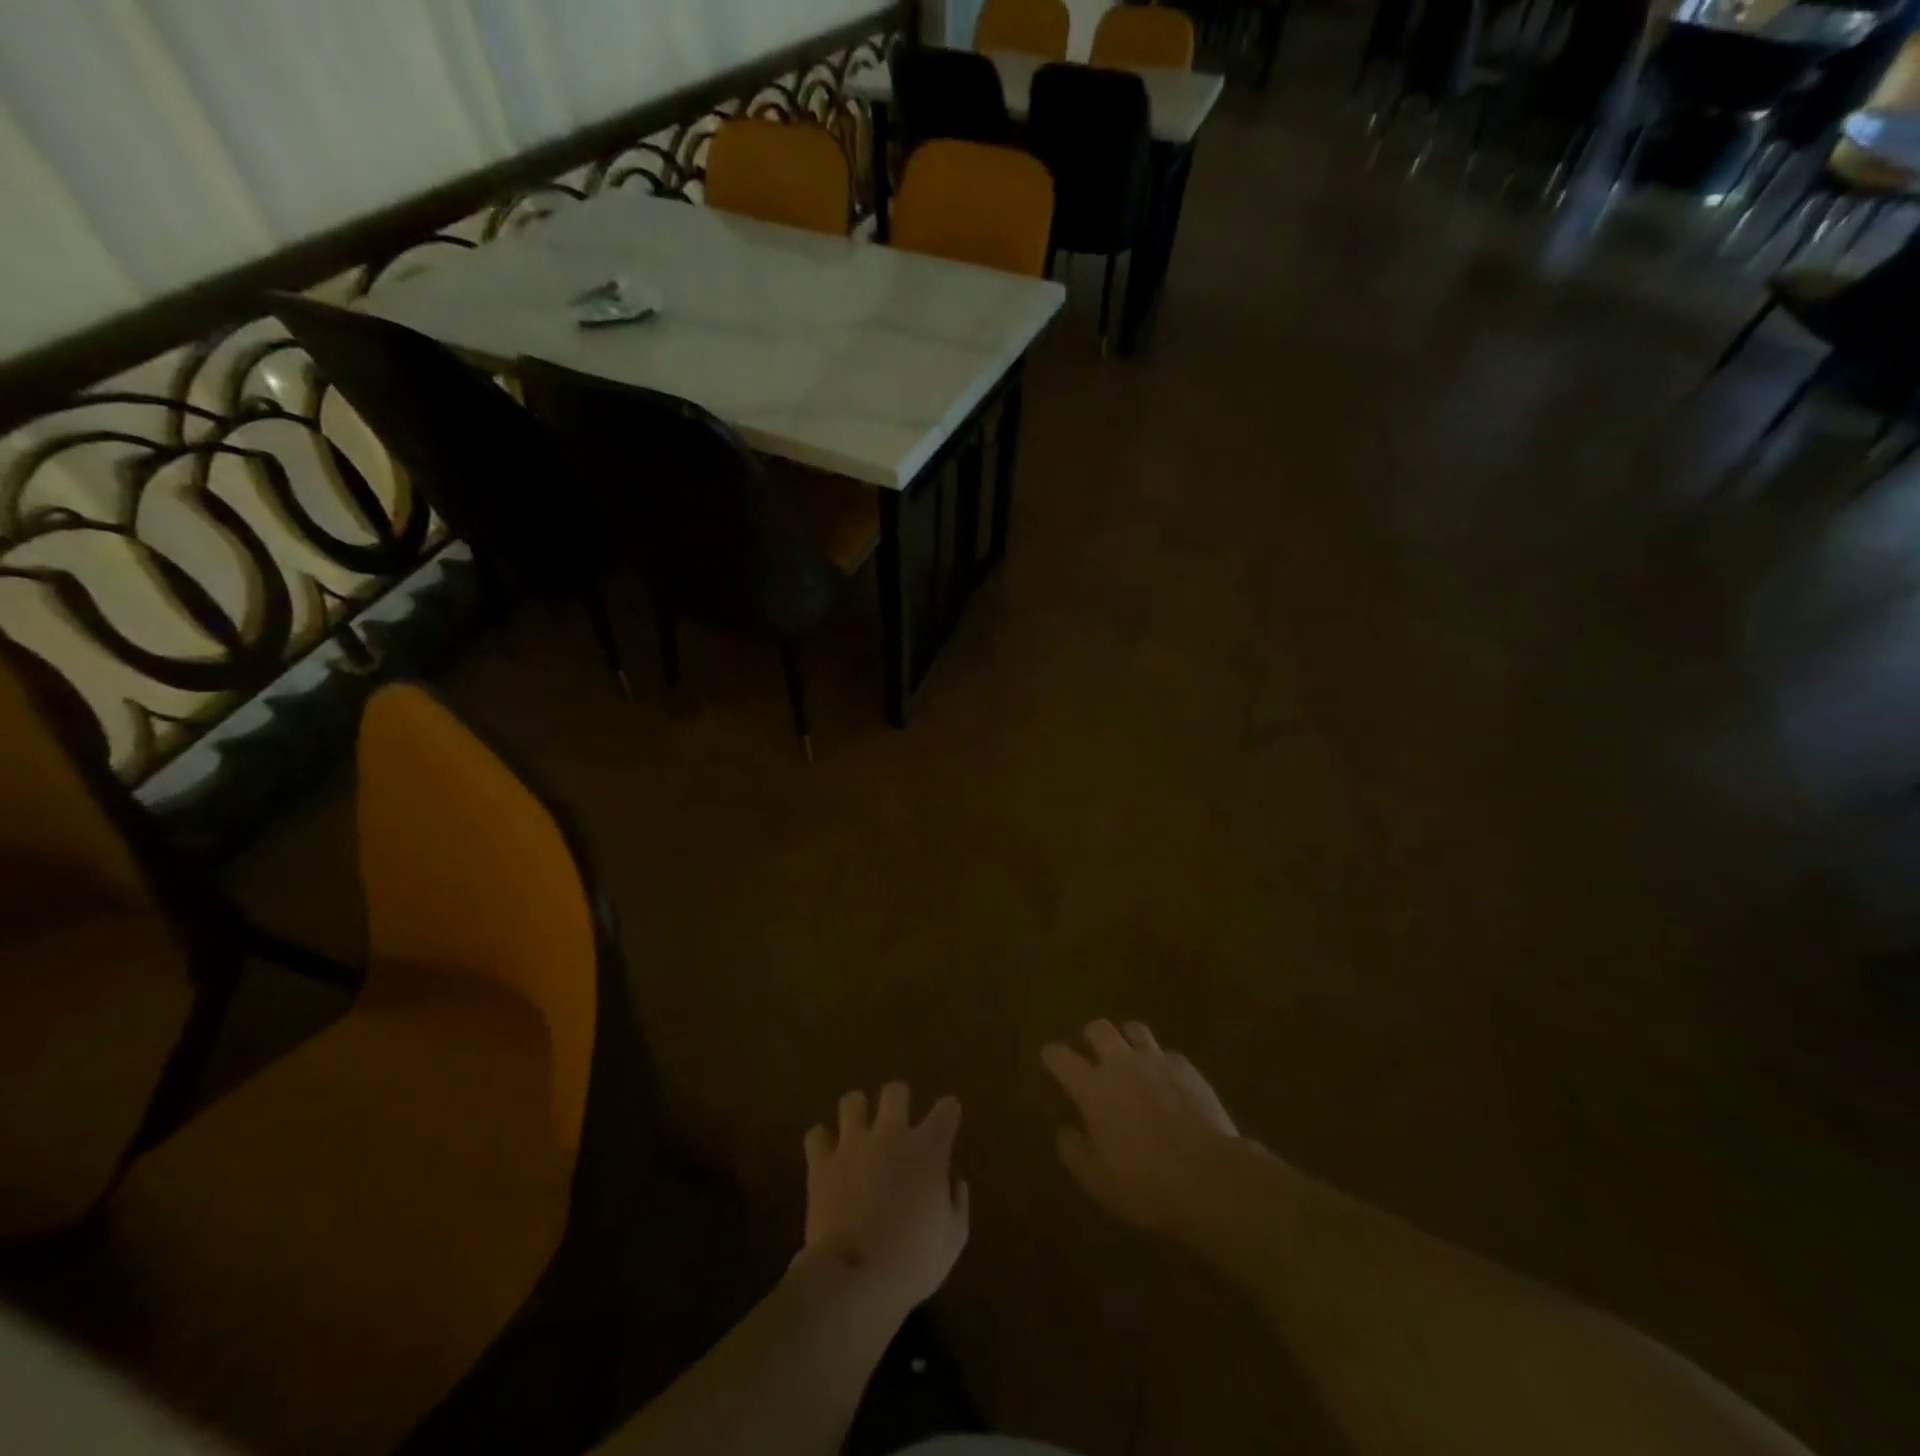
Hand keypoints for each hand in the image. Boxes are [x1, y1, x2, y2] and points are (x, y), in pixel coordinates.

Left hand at [801, 1083, 968, 1312]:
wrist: (856, 1278)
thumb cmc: (913, 1263)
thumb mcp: (953, 1240)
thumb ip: (957, 1203)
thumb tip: (953, 1181)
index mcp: (928, 1149)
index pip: (947, 1109)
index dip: (949, 1113)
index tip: (946, 1124)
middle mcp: (892, 1134)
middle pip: (895, 1091)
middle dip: (897, 1102)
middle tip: (896, 1126)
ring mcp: (853, 1144)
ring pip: (852, 1101)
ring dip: (857, 1115)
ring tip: (858, 1134)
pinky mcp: (822, 1162)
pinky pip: (816, 1135)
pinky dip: (822, 1143)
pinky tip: (828, 1157)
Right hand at [1042, 1020, 1254, 1247]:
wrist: (1210, 1177)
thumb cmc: (1145, 1184)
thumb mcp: (1097, 1181)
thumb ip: (1074, 1151)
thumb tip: (1065, 1131)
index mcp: (1093, 1088)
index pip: (1060, 1056)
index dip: (1052, 1055)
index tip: (1050, 1059)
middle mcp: (1121, 1064)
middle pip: (1098, 1028)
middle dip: (1090, 1036)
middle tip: (1092, 1055)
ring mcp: (1156, 1061)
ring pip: (1134, 1029)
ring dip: (1126, 1039)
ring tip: (1130, 1058)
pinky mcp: (1187, 1068)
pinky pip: (1167, 1054)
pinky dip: (1161, 1063)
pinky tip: (1167, 1083)